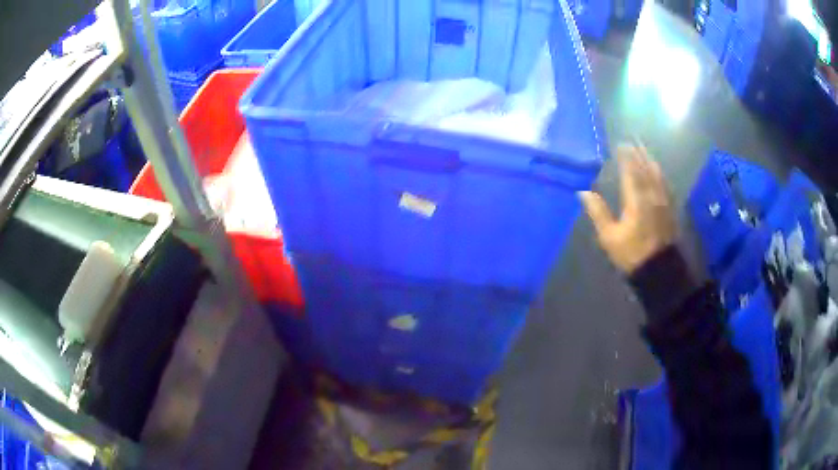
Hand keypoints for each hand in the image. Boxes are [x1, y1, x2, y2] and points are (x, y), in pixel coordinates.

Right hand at [580, 145, 675, 273]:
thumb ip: (598, 212)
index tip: (621, 144)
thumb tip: (583, 192)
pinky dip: (660, 175)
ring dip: (651, 161)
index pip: (630, 171)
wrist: (659, 270)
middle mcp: (652, 195)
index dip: (626, 156)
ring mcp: (664, 202)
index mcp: (636, 199)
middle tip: (634, 140)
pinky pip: (665, 185)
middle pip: (646, 169)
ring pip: (658, 175)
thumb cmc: (632, 254)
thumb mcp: (610, 237)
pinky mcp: (670, 210)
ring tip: (646, 151)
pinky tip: (659, 173)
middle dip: (640, 154)